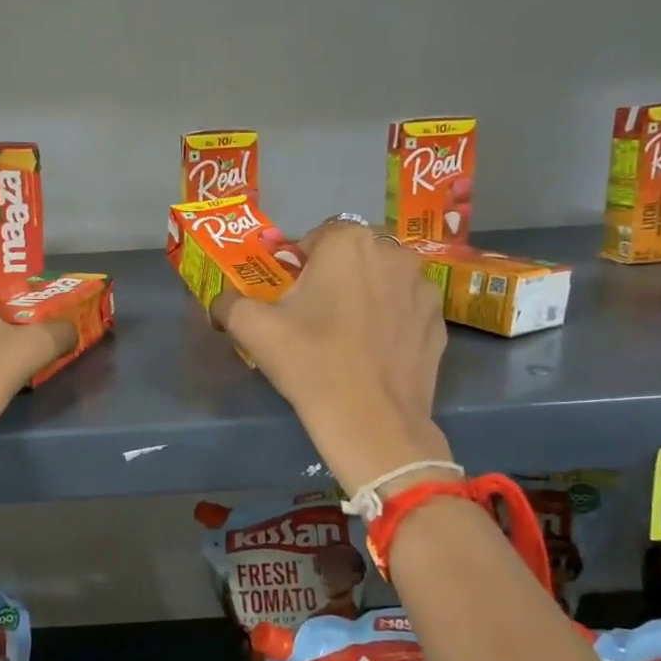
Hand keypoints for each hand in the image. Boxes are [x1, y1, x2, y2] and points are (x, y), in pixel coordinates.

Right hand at [212, 222, 450, 492]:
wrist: (372, 422)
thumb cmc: (311, 363)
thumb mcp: (253, 329)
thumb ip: (229, 303)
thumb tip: (221, 302)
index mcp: (349, 241)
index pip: (315, 238)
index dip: (297, 266)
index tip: (288, 298)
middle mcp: (393, 252)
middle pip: (352, 256)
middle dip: (333, 277)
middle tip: (313, 317)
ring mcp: (423, 286)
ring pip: (382, 279)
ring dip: (365, 294)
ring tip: (347, 335)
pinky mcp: (440, 320)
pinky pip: (405, 308)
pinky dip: (390, 320)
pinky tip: (374, 352)